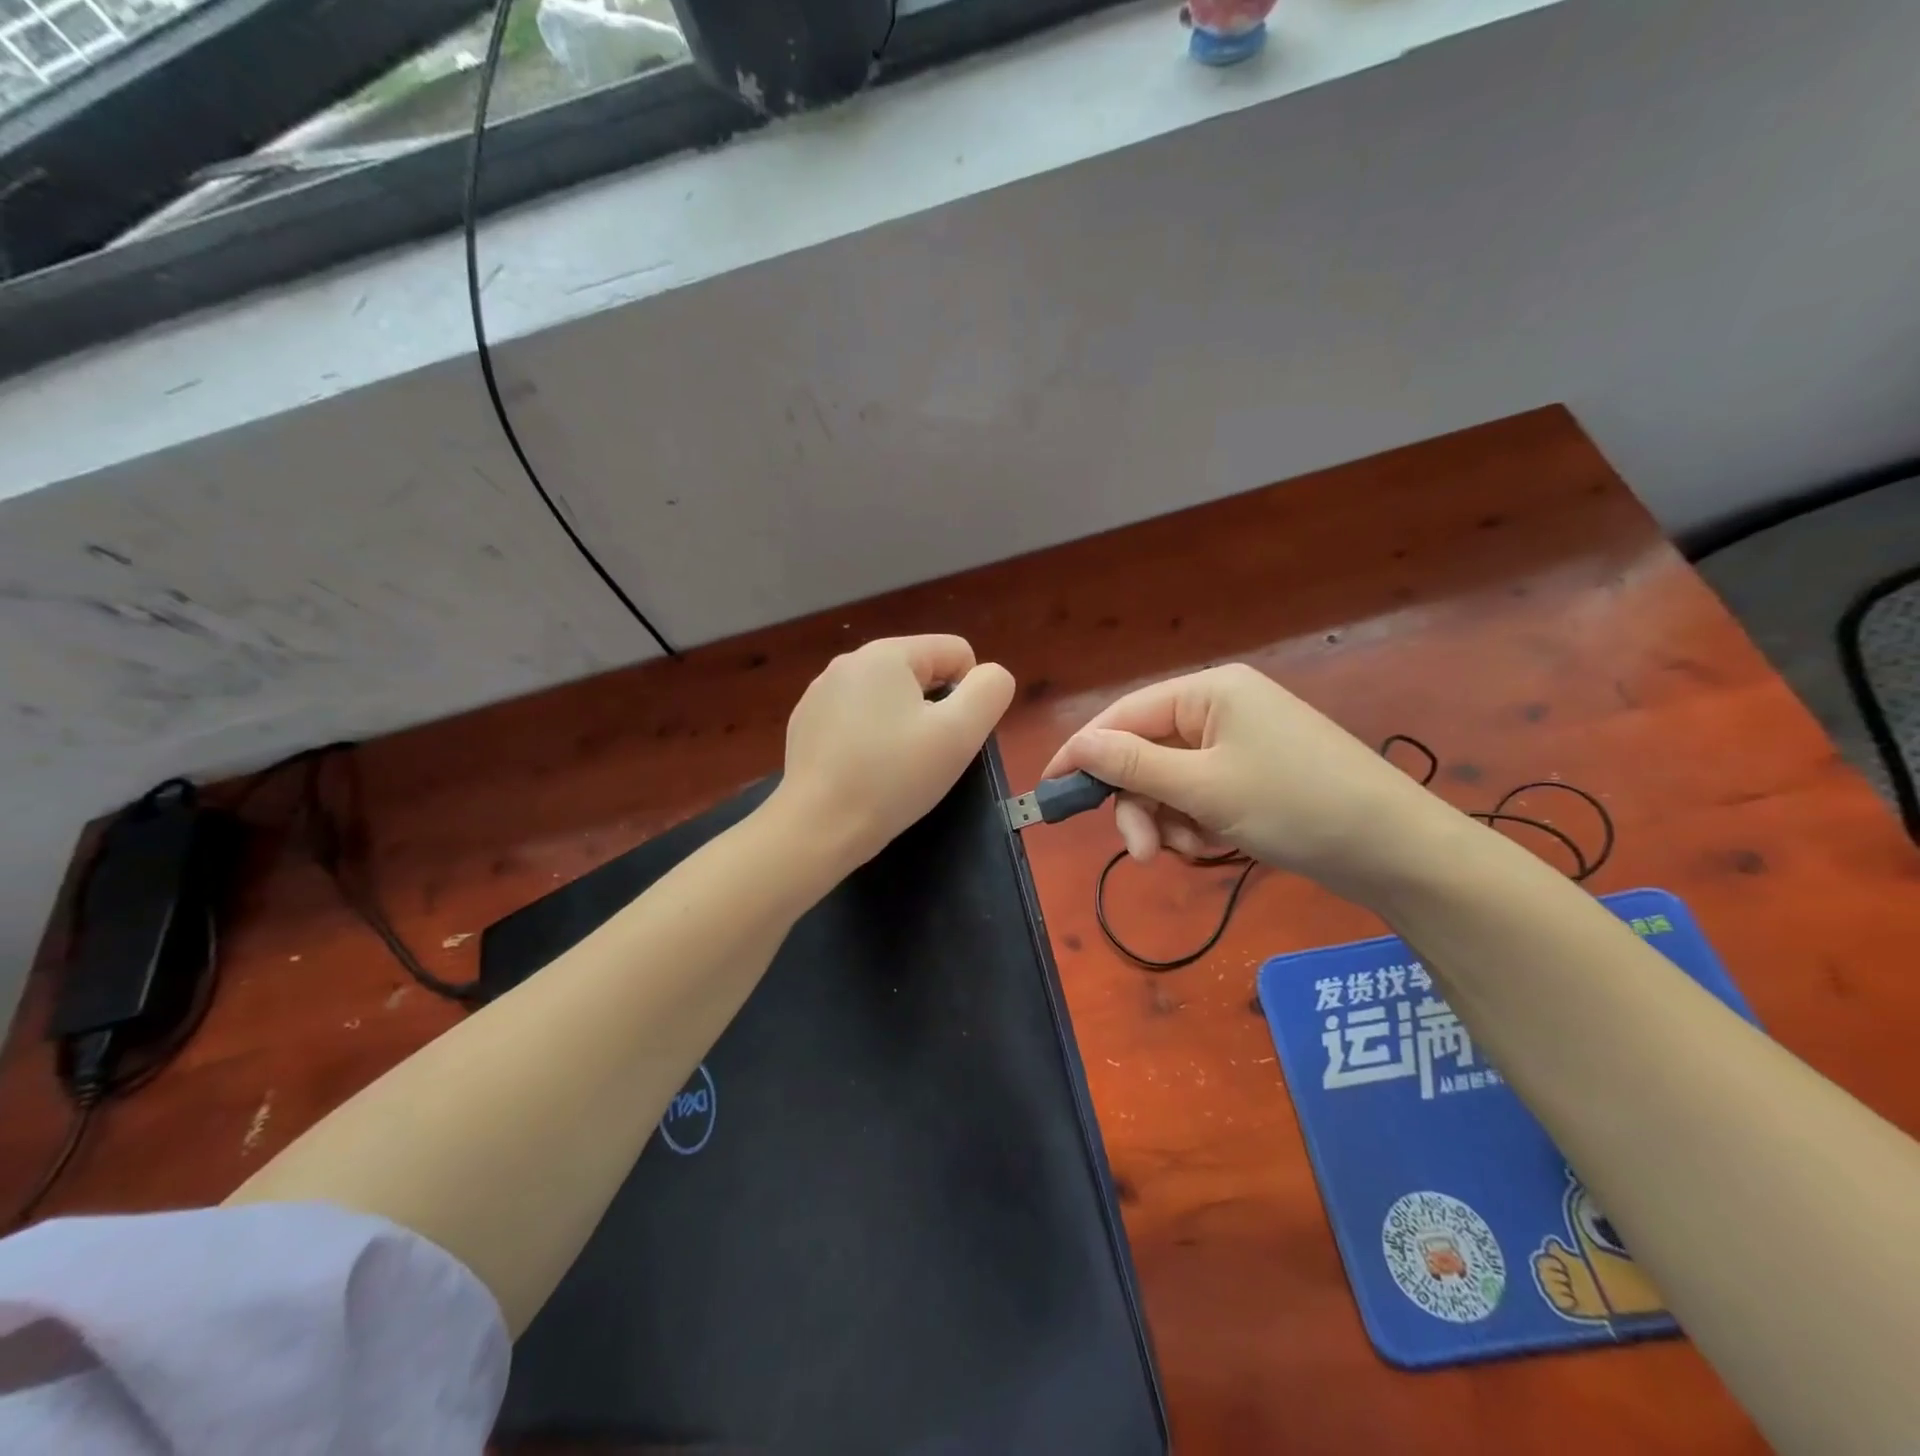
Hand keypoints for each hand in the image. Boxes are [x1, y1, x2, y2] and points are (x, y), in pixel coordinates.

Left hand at [777, 635, 1014, 873]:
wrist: (817, 827)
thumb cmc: (893, 778)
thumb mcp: (960, 733)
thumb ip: (990, 691)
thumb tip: (989, 676)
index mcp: (886, 653)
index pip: (956, 653)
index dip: (969, 695)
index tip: (949, 737)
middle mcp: (848, 662)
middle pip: (921, 673)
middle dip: (933, 710)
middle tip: (924, 757)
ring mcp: (821, 692)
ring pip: (888, 698)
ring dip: (902, 725)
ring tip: (892, 768)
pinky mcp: (806, 723)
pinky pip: (857, 718)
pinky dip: (870, 739)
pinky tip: (862, 772)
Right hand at [1042, 663, 1457, 900]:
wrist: (1395, 851)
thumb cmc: (1295, 804)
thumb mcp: (1204, 786)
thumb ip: (1132, 763)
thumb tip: (1075, 745)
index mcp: (1208, 691)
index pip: (1124, 714)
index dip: (1083, 751)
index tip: (1051, 790)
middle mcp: (1220, 709)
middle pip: (1145, 752)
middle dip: (1139, 803)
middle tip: (1142, 853)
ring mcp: (1238, 743)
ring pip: (1169, 781)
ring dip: (1167, 819)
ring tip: (1190, 850)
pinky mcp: (1252, 775)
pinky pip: (1199, 796)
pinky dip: (1195, 824)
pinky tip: (1215, 845)